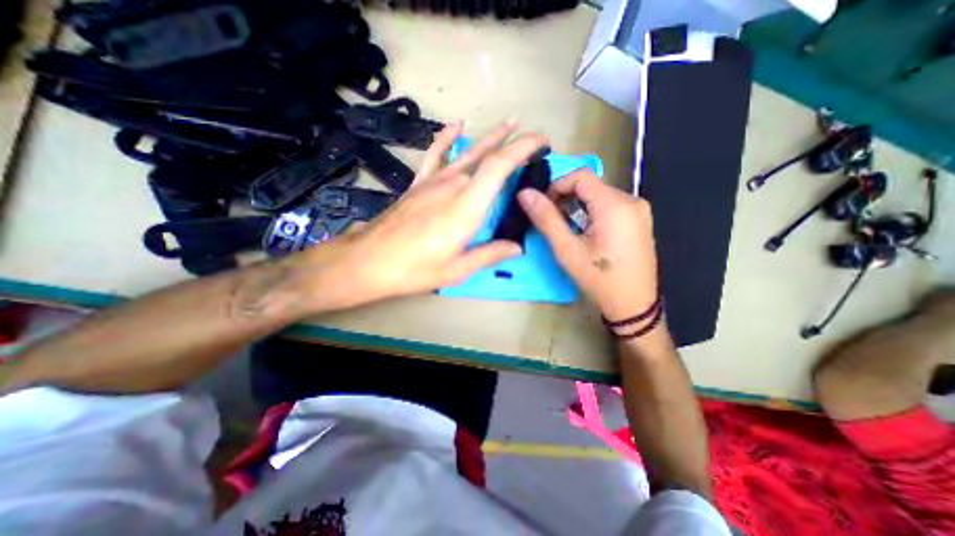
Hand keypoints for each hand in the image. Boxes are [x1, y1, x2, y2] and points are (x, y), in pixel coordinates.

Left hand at [297, 117, 548, 308]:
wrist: (369, 261)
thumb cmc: (415, 269)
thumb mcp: (458, 269)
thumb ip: (490, 254)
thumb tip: (516, 247)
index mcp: (467, 206)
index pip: (500, 165)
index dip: (523, 147)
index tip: (541, 141)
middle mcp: (452, 185)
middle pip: (487, 157)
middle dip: (513, 146)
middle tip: (533, 141)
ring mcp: (433, 181)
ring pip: (467, 152)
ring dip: (490, 137)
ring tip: (509, 123)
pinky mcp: (419, 184)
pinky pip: (435, 154)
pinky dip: (446, 138)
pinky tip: (456, 125)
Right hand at [515, 169, 657, 320]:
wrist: (633, 305)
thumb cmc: (598, 279)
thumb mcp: (566, 249)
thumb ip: (546, 218)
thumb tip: (525, 193)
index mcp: (615, 205)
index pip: (580, 176)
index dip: (557, 186)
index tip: (545, 208)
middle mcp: (631, 200)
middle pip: (591, 185)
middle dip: (567, 198)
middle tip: (555, 223)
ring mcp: (639, 210)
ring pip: (599, 195)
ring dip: (579, 207)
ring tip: (570, 231)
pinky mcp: (640, 220)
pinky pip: (611, 205)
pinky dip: (593, 213)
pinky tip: (588, 234)